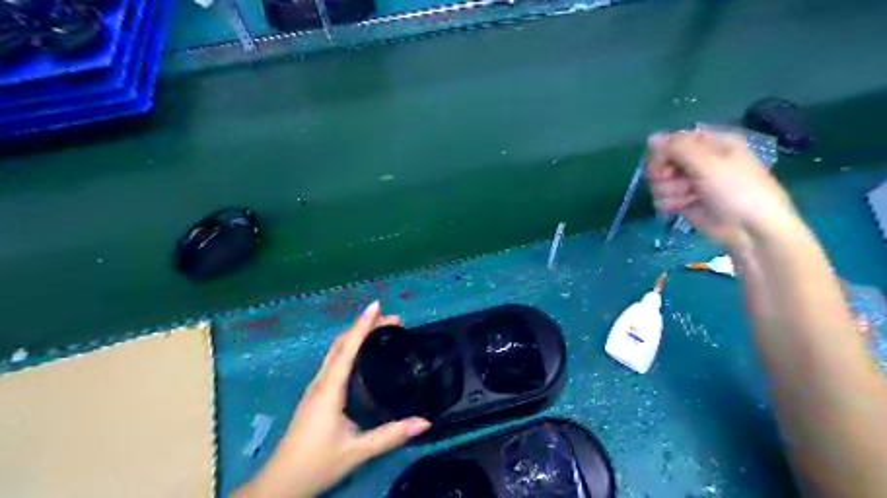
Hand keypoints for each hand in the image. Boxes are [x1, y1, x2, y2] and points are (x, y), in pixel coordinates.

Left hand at [234, 304, 432, 496]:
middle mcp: (321, 382)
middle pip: (341, 344)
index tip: (377, 305)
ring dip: (356, 335)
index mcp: (329, 389)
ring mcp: (315, 388)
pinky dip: (349, 348)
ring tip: (380, 330)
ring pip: (335, 351)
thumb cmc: (316, 464)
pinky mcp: (316, 395)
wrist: (281, 483)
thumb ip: (391, 436)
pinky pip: (333, 361)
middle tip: (392, 320)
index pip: (348, 349)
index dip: (362, 325)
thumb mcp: (357, 451)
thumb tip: (425, 422)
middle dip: (364, 326)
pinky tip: (361, 355)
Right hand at [649, 131, 801, 250]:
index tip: (663, 164)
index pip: (673, 140)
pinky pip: (661, 198)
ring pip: (659, 181)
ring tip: (687, 197)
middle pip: (662, 160)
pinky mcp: (683, 202)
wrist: (751, 231)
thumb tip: (651, 137)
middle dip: (665, 173)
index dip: (663, 152)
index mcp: (711, 143)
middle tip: (678, 181)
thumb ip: (677, 147)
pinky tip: (682, 208)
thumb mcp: (709, 163)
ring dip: (669, 190)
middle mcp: (698, 161)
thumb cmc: (737, 190)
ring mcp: (690, 182)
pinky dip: (669, 203)